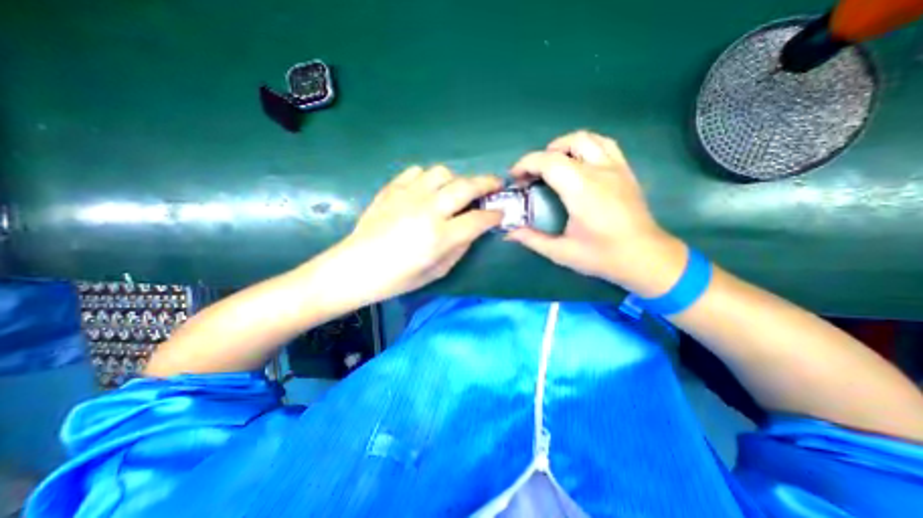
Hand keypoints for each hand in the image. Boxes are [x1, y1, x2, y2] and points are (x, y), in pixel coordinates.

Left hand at [322, 163, 500, 303]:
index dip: (494, 216)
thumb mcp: (437, 271)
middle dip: (487, 183)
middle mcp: (428, 210)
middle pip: (466, 186)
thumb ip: (460, 248)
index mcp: (439, 236)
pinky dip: (429, 178)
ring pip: (442, 172)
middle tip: (495, 185)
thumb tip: (473, 229)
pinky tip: (428, 190)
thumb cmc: (398, 278)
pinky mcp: (392, 189)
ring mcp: (408, 196)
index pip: (478, 219)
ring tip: (456, 191)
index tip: (500, 214)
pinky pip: (417, 172)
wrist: (356, 267)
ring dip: (456, 180)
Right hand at [503, 130, 683, 295]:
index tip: (515, 177)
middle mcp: (600, 172)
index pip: (549, 161)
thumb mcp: (561, 252)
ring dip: (564, 146)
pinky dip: (586, 146)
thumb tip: (509, 233)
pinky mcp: (626, 171)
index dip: (526, 164)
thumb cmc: (602, 256)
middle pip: (567, 144)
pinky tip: (578, 163)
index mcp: (582, 190)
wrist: (645, 258)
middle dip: (542, 155)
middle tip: (532, 175)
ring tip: (553, 165)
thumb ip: (532, 239)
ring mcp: (616, 168)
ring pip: (588, 138)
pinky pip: (605, 145)